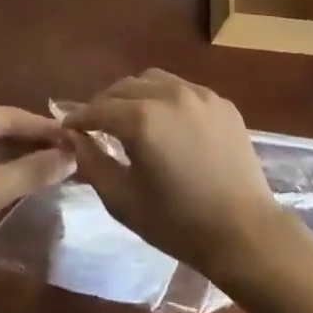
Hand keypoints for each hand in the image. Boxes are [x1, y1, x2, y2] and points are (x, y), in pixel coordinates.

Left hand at [0, 101, 74, 285]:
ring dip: (19, 162)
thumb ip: (33, 170)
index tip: (80, 139)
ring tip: (56, 170)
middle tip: (73, 156)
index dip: (47, 130)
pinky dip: (0, 175)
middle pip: (1, 130)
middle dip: (34, 145)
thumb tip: (72, 155)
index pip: (13, 116)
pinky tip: (24, 187)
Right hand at [64, 70, 285, 281]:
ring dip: (134, 94)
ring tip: (129, 118)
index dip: (79, 118)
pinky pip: (183, 89)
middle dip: (105, 103)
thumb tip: (75, 139)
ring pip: (154, 80)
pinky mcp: (220, 101)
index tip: (68, 128)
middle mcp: (168, 94)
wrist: (245, 233)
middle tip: (96, 125)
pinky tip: (167, 124)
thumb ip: (94, 164)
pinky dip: (165, 99)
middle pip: (124, 86)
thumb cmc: (179, 224)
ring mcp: (198, 93)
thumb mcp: (124, 201)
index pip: (99, 108)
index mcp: (142, 119)